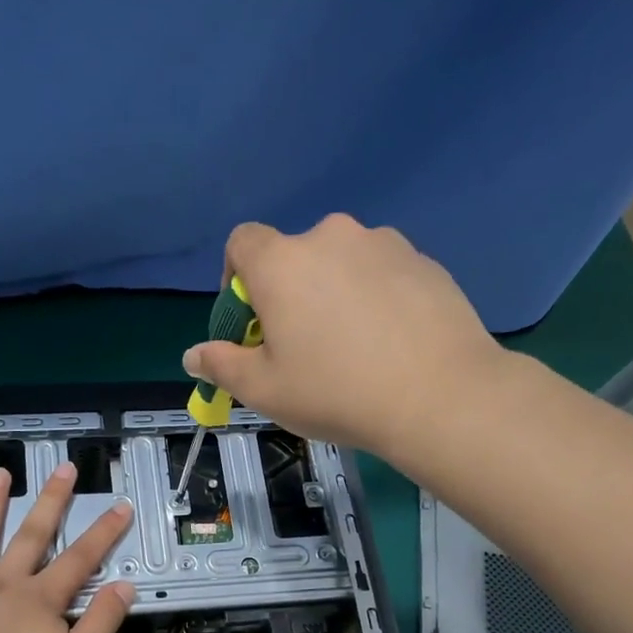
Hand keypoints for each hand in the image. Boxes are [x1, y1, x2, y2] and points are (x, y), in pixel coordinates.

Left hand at [0, 462, 134, 632]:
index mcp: (42, 598)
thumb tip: (125, 587)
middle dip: (51, 501)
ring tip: (0, 473)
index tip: (119, 505)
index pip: (80, 558)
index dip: (103, 532)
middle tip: (63, 468)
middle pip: (33, 535)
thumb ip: (102, 622)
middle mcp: (5, 582)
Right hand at [182, 214, 505, 457]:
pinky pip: (382, 273)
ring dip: (333, 293)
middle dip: (288, 293)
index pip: (241, 243)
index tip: (250, 323)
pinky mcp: (425, 261)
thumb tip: (193, 355)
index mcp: (282, 262)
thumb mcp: (263, 390)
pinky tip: (389, 343)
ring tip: (352, 347)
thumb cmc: (335, 392)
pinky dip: (375, 298)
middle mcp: (331, 236)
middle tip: (301, 346)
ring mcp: (384, 244)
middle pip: (293, 256)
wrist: (439, 395)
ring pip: (341, 264)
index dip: (235, 279)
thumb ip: (221, 365)